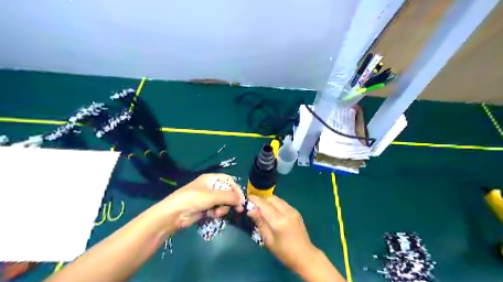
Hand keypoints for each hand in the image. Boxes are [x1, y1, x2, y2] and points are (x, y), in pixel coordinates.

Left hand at [156, 172, 243, 234]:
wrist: (174, 214)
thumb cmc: (193, 199)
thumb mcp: (212, 196)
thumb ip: (229, 197)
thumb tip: (242, 200)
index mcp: (211, 179)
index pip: (229, 180)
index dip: (236, 189)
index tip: (241, 199)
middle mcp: (210, 187)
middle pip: (227, 192)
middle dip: (231, 201)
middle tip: (238, 209)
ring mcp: (208, 198)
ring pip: (223, 202)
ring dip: (223, 208)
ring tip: (218, 213)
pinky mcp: (205, 208)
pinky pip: (217, 209)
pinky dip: (217, 212)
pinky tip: (213, 215)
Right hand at [247, 196, 316, 270]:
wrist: (305, 256)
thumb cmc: (284, 252)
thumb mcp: (268, 240)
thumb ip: (260, 222)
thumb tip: (250, 211)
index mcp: (279, 221)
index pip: (264, 205)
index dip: (255, 200)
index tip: (247, 198)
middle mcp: (287, 212)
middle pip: (271, 199)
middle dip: (262, 200)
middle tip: (255, 207)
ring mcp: (293, 210)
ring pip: (278, 199)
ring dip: (269, 201)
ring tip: (263, 210)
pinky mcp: (296, 211)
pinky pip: (283, 203)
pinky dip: (275, 204)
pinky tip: (273, 213)